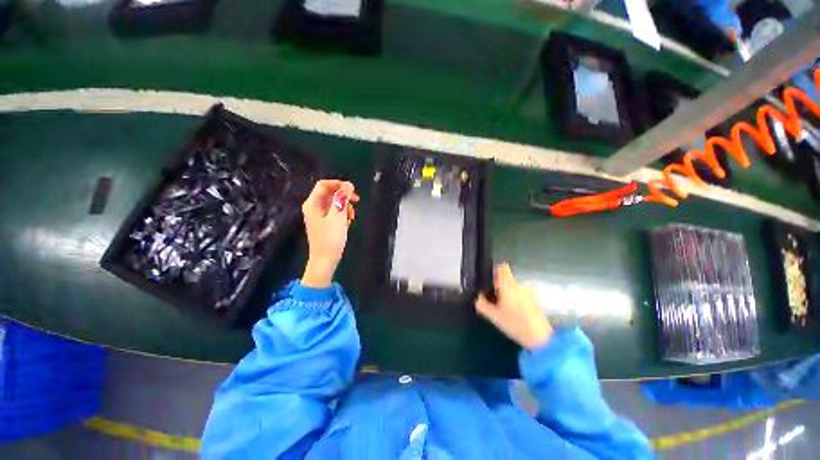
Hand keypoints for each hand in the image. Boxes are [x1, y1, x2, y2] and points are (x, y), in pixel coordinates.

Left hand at [301, 180, 358, 288]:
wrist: (325, 259)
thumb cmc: (331, 237)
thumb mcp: (338, 215)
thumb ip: (342, 198)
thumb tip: (348, 184)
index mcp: (313, 203)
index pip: (324, 184)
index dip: (338, 184)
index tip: (352, 190)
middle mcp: (313, 207)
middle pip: (330, 193)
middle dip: (344, 196)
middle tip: (357, 201)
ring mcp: (318, 216)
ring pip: (334, 203)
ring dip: (345, 206)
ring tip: (352, 217)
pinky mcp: (324, 223)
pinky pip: (334, 212)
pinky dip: (342, 215)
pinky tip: (348, 223)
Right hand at [475, 263, 551, 349]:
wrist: (540, 338)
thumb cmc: (515, 324)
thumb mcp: (494, 316)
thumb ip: (482, 305)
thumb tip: (477, 297)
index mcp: (507, 285)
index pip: (502, 268)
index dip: (495, 272)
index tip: (490, 282)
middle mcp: (518, 284)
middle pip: (506, 279)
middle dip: (499, 287)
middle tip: (494, 301)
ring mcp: (528, 291)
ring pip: (514, 287)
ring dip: (508, 294)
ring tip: (504, 309)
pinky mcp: (534, 299)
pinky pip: (521, 294)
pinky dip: (516, 299)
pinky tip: (514, 313)